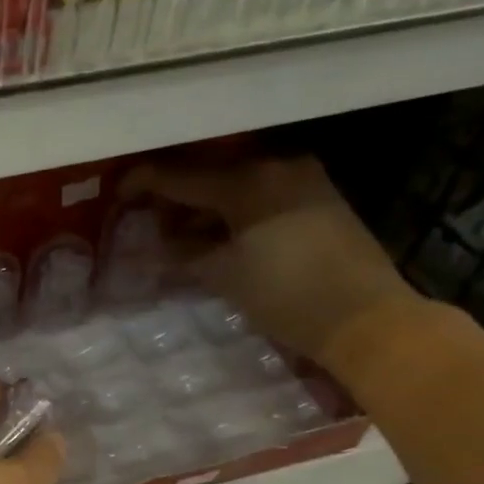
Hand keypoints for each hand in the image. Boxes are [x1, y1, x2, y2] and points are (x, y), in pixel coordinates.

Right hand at [123, 151, 426, 368]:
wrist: (366, 318)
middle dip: (175, 196)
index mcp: (247, 181)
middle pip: (209, 174)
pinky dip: (233, 210)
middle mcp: (276, 166)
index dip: (143, 183)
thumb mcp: (223, 275)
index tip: (117, 193)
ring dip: (204, 205)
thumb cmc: (286, 296)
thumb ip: (183, 251)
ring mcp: (302, 178)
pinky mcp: (319, 196)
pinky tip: (219, 233)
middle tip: (147, 218)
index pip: (180, 176)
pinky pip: (261, 193)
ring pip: (236, 183)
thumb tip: (156, 241)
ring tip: (179, 233)